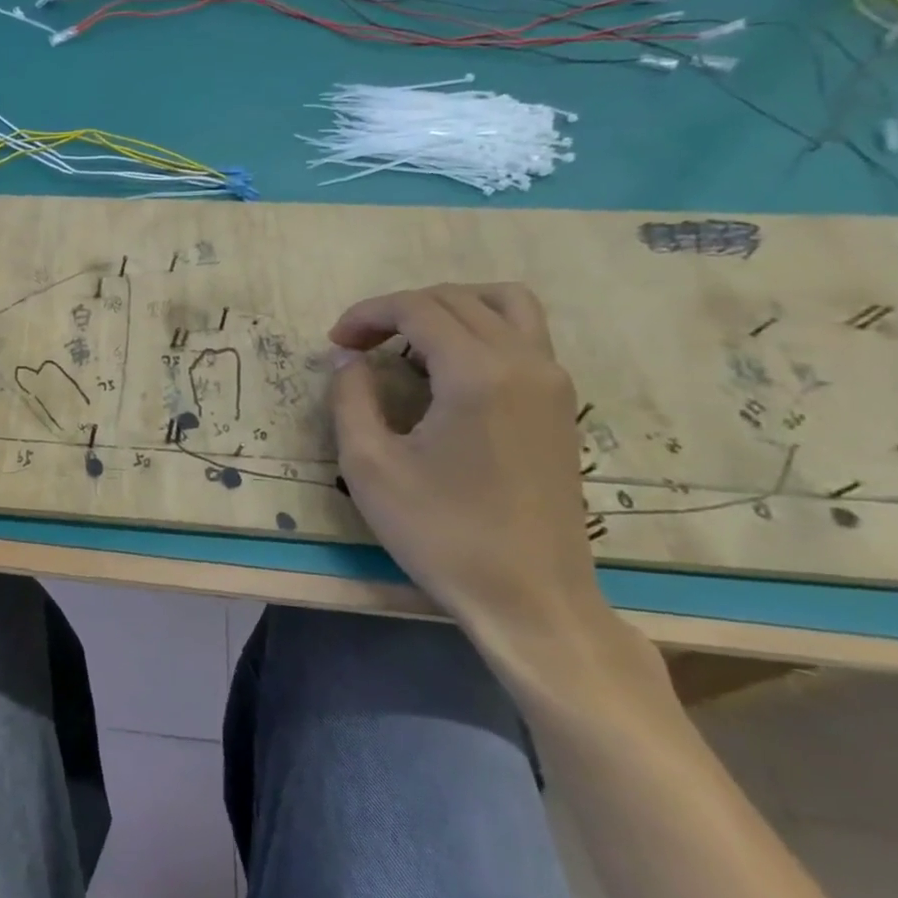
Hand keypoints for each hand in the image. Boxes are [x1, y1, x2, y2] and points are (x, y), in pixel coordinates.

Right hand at [327, 283, 610, 651]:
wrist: (531, 600)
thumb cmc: (442, 533)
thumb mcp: (369, 466)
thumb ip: (350, 397)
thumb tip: (349, 358)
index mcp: (476, 373)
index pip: (417, 308)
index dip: (367, 314)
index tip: (335, 343)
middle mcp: (524, 362)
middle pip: (457, 298)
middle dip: (399, 309)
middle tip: (358, 344)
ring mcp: (552, 382)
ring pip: (505, 304)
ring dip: (450, 307)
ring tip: (409, 338)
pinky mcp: (562, 404)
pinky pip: (525, 335)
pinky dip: (482, 327)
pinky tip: (448, 367)